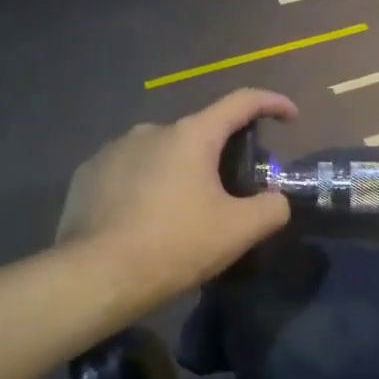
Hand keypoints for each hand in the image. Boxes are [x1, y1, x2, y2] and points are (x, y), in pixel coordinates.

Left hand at [58, 88, 298, 306]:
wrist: (96, 276)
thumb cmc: (175, 246)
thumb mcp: (239, 231)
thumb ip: (271, 208)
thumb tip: (275, 199)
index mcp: (191, 135)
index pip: (241, 102)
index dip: (272, 103)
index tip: (290, 116)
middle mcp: (151, 130)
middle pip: (199, 134)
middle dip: (219, 157)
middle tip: (229, 195)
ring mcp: (113, 149)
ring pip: (161, 154)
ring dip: (178, 173)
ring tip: (181, 214)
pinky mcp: (88, 173)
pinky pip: (129, 171)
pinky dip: (145, 186)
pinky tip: (143, 220)